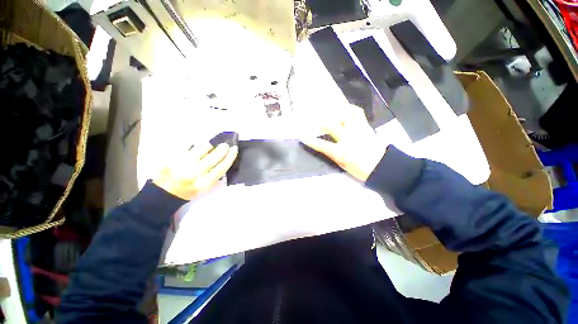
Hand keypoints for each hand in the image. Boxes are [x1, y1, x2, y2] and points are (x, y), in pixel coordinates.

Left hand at [153, 142, 237, 199]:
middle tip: (224, 145)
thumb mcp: (206, 188)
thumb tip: (224, 160)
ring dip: (208, 146)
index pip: (223, 166)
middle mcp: (196, 172)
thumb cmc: (189, 190)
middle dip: (222, 148)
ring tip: (207, 148)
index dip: (231, 156)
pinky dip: (194, 146)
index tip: (234, 149)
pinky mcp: (174, 156)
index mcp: (205, 182)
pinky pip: (189, 146)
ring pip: (202, 147)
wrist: (164, 192)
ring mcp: (184, 163)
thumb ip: (216, 176)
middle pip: (215, 155)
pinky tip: (194, 149)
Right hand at [302, 105, 386, 181]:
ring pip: (345, 114)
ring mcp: (357, 130)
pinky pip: (357, 113)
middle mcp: (348, 138)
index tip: (302, 136)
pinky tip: (346, 111)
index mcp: (341, 151)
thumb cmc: (360, 169)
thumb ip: (332, 154)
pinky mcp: (365, 126)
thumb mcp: (342, 165)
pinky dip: (350, 109)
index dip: (310, 140)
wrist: (382, 166)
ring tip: (331, 112)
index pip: (321, 144)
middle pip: (330, 125)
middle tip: (315, 124)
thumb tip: (324, 146)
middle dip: (319, 124)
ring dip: (335, 112)